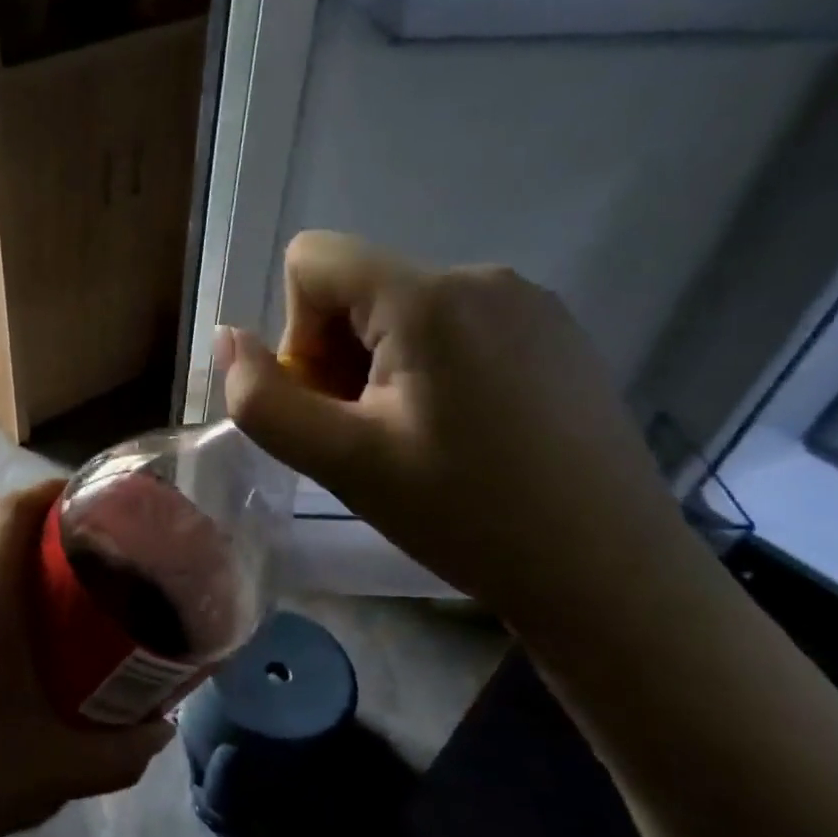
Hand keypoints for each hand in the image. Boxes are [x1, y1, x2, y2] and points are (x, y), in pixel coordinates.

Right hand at [218, 231, 692, 630]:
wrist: (610, 575)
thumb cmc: (466, 516)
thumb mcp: (341, 463)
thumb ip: (262, 399)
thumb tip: (227, 339)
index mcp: (429, 297)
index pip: (311, 261)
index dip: (298, 333)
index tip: (334, 403)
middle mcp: (481, 276)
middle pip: (356, 287)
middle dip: (338, 355)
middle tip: (370, 436)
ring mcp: (527, 301)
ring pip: (401, 309)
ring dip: (380, 365)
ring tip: (417, 439)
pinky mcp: (552, 331)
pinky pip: (453, 324)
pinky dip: (429, 367)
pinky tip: (465, 432)